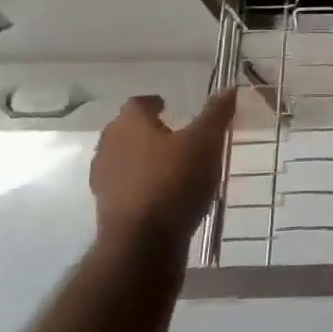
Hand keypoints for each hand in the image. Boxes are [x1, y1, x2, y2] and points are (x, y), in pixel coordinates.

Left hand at [90, 88, 237, 257]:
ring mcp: (104, 180)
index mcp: (129, 124)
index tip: (170, 106)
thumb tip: (228, 88)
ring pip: (124, 159)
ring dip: (143, 159)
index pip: (138, 103)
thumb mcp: (206, 142)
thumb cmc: (174, 180)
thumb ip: (216, 114)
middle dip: (147, 130)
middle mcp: (109, 146)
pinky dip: (142, 184)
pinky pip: (126, 186)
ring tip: (171, 165)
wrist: (143, 244)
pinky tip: (164, 193)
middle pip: (126, 130)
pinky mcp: (107, 209)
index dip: (154, 103)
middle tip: (173, 134)